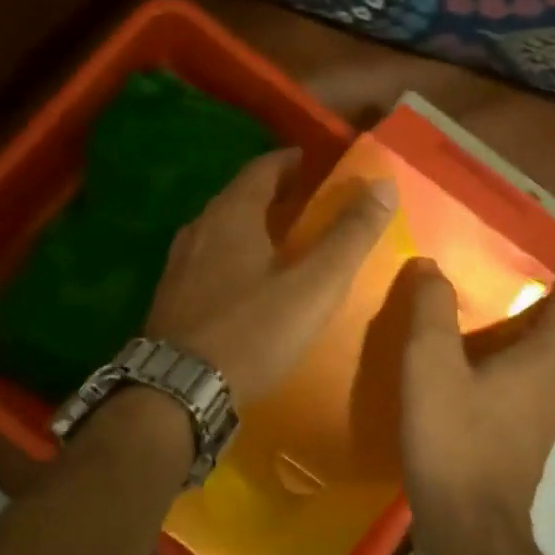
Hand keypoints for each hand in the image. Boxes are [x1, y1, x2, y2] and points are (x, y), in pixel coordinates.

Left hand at [146, 148, 397, 403]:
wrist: (177, 392)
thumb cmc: (251, 332)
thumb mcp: (313, 286)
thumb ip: (349, 236)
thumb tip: (384, 186)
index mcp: (232, 215)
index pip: (263, 168)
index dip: (293, 161)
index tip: (317, 164)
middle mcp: (199, 228)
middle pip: (240, 196)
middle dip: (275, 193)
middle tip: (309, 203)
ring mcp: (179, 264)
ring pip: (221, 229)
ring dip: (253, 225)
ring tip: (283, 240)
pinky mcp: (171, 297)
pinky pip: (208, 259)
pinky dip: (234, 255)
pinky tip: (248, 282)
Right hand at [397, 254, 554, 554]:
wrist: (467, 535)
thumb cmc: (456, 442)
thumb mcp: (432, 366)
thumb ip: (432, 311)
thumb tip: (434, 267)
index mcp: (545, 363)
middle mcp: (553, 390)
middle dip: (537, 299)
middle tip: (500, 270)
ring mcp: (538, 424)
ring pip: (535, 365)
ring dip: (515, 335)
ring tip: (475, 313)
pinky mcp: (517, 448)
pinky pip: (516, 391)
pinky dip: (499, 368)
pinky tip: (460, 371)